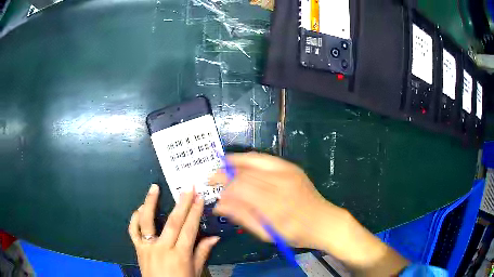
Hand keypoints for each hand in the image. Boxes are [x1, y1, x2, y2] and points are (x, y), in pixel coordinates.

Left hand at [128, 184, 219, 276]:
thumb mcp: (195, 271)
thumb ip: (202, 253)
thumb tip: (214, 238)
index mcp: (180, 255)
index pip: (189, 229)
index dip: (195, 212)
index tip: (199, 197)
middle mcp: (162, 248)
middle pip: (173, 222)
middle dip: (181, 203)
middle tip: (187, 188)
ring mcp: (147, 247)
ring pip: (147, 221)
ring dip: (150, 203)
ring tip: (154, 187)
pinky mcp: (138, 249)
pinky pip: (133, 232)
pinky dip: (134, 219)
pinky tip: (138, 209)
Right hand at [209, 152, 346, 249]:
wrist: (323, 221)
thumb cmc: (295, 233)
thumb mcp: (267, 233)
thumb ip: (242, 217)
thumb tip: (218, 205)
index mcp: (274, 205)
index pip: (240, 188)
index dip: (224, 189)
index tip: (216, 195)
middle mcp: (280, 184)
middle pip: (244, 173)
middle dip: (224, 174)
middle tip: (213, 179)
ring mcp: (288, 172)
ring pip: (253, 160)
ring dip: (234, 162)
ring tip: (221, 167)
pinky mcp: (292, 167)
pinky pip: (264, 158)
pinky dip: (249, 159)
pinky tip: (240, 163)